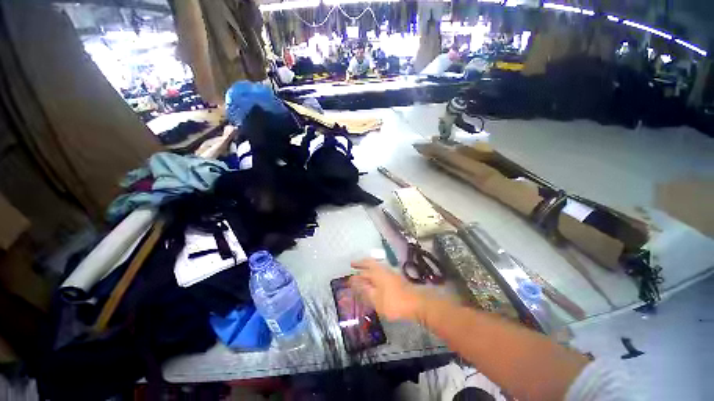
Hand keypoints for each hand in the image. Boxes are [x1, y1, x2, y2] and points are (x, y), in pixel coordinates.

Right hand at [349, 258, 424, 320]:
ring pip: (375, 264)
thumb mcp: (375, 298)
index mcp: (375, 273)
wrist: (415, 301)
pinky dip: (374, 269)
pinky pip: (380, 268)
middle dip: (360, 263)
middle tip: (353, 264)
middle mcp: (382, 269)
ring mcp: (390, 271)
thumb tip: (353, 281)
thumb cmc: (393, 301)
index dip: (354, 275)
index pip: (361, 272)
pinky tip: (375, 275)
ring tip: (362, 268)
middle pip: (369, 262)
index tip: (348, 277)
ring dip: (368, 265)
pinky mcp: (395, 276)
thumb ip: (364, 289)